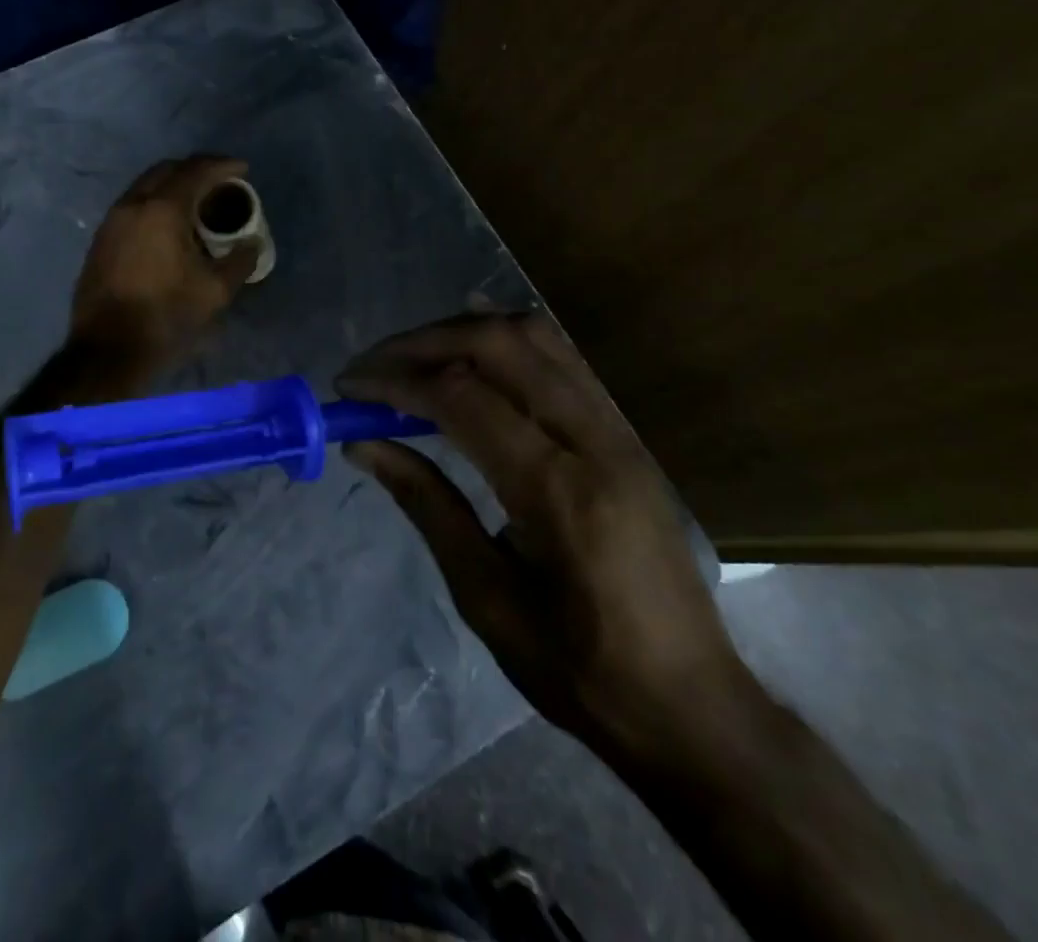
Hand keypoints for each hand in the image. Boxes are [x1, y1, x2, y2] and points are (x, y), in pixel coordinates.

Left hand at [70, 155, 260, 371]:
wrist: (107, 349)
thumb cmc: (165, 316)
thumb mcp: (214, 291)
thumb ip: (239, 261)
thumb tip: (251, 244)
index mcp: (162, 209)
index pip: (196, 171)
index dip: (223, 166)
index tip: (243, 169)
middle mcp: (133, 205)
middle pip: (167, 170)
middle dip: (196, 169)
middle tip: (220, 182)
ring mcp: (112, 221)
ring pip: (146, 186)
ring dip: (173, 186)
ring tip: (197, 203)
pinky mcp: (101, 240)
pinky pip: (133, 206)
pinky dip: (155, 203)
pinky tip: (169, 226)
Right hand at [337, 313, 750, 761]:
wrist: (689, 704)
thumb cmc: (578, 668)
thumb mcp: (484, 596)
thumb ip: (425, 503)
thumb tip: (361, 446)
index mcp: (557, 490)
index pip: (462, 397)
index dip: (395, 382)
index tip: (347, 388)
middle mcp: (594, 440)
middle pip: (499, 344)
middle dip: (424, 343)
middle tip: (374, 367)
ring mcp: (618, 429)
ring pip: (535, 336)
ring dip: (463, 332)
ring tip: (413, 356)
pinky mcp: (625, 433)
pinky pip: (560, 357)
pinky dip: (505, 341)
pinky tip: (470, 350)